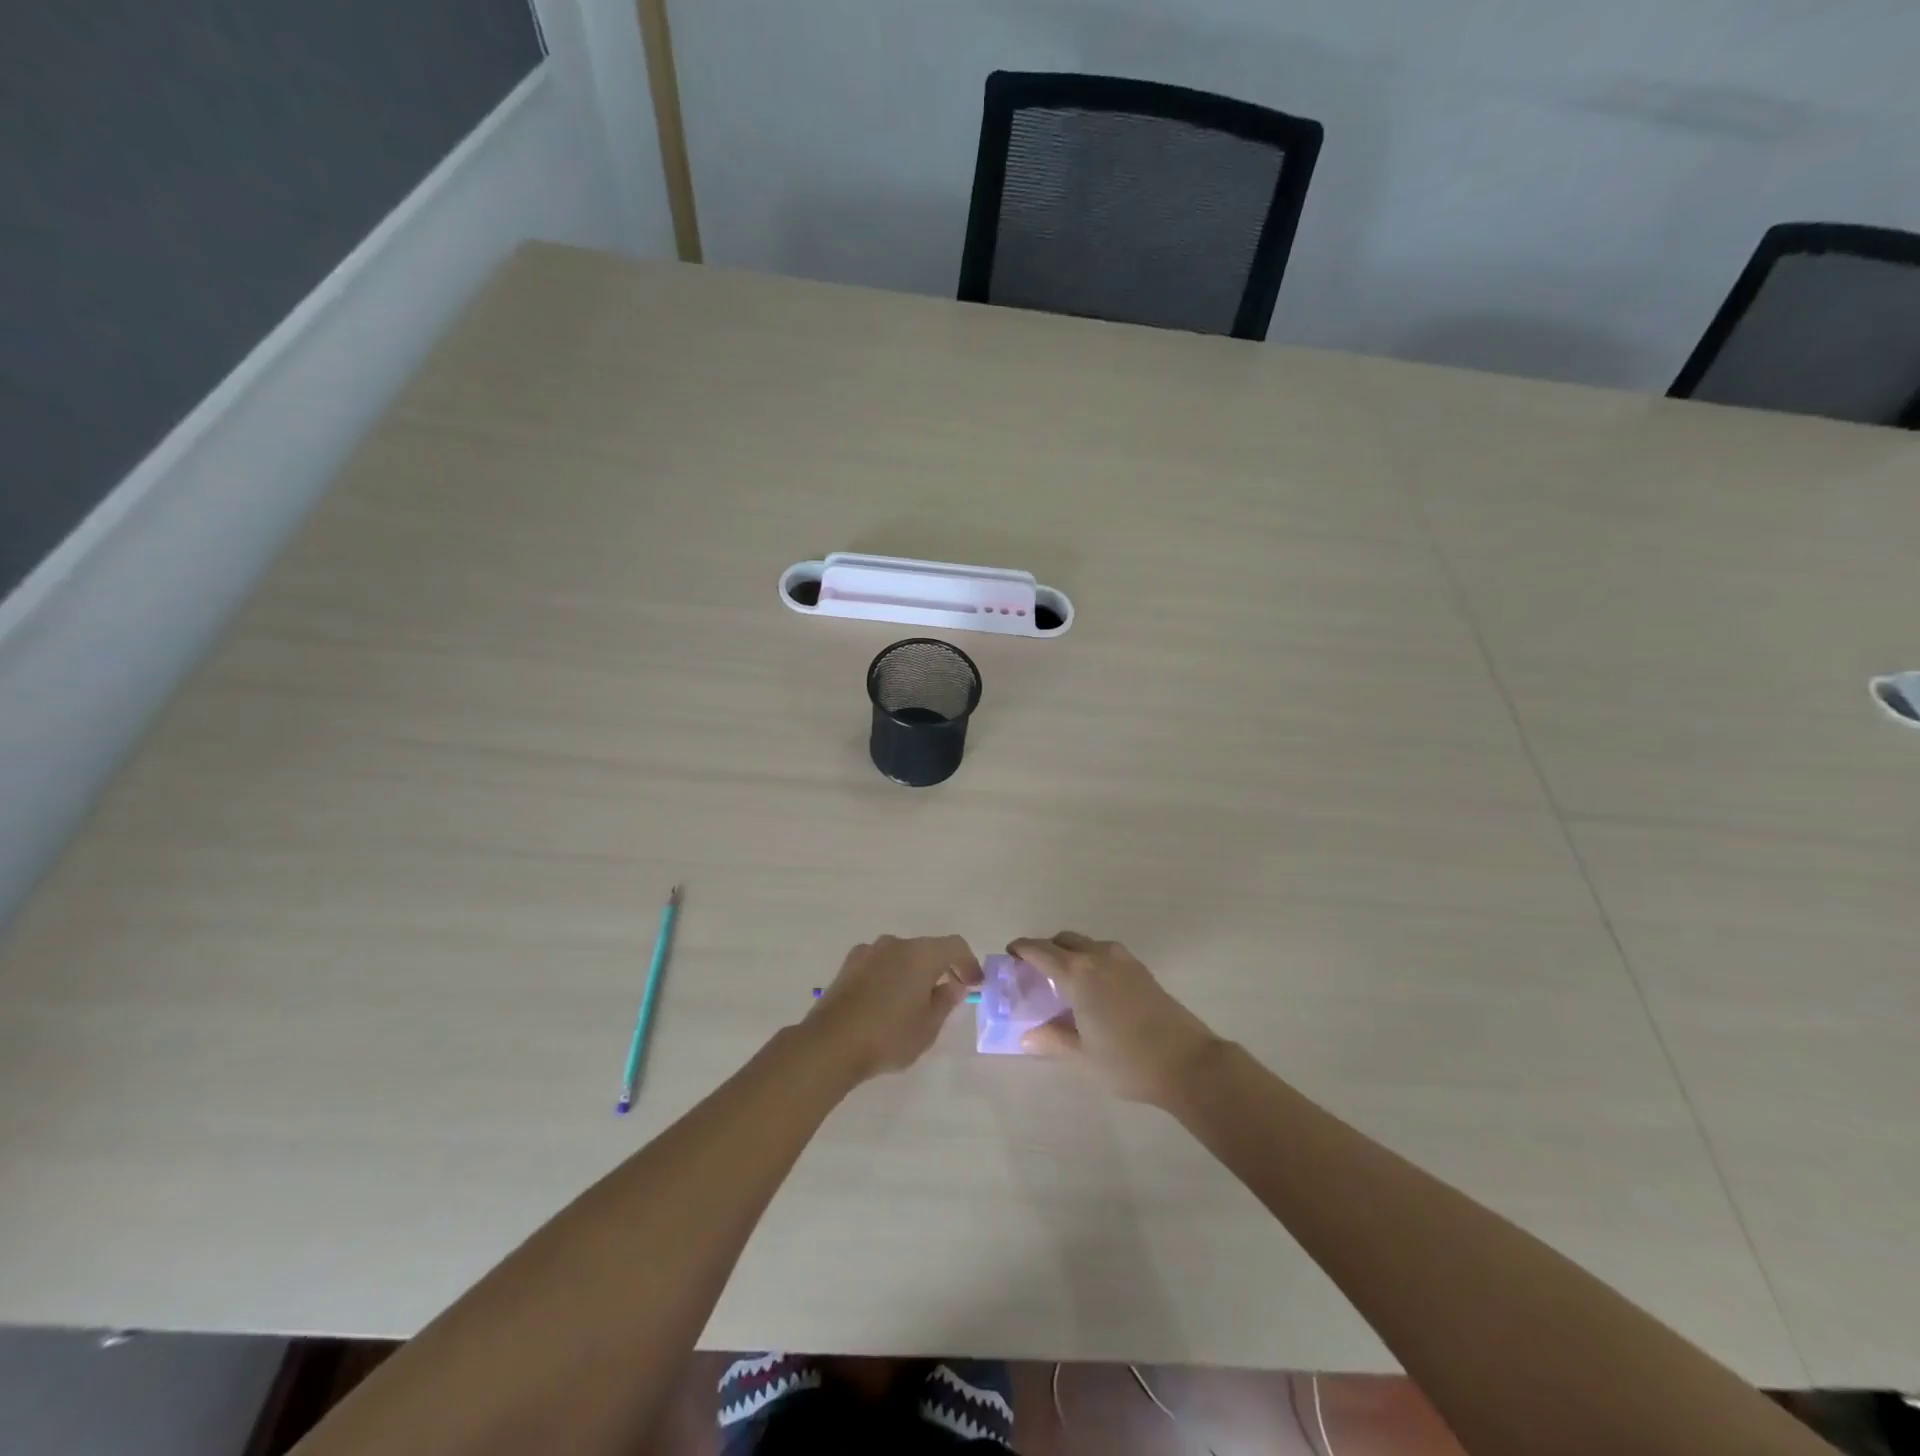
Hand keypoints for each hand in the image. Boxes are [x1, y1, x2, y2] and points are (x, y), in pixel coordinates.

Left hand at [804, 935, 982, 1081]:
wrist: (829, 1044)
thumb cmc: (888, 1036)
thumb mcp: (928, 1027)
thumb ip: (945, 1002)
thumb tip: (952, 985)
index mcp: (920, 954)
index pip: (954, 946)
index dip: (968, 963)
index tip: (974, 984)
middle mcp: (894, 944)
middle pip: (926, 948)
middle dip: (940, 967)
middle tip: (948, 993)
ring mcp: (867, 952)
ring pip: (901, 956)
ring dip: (913, 972)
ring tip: (915, 1001)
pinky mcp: (847, 966)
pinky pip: (880, 964)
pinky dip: (891, 976)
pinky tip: (887, 1002)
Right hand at [1007, 932, 1223, 1105]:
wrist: (1188, 1063)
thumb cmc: (1127, 1061)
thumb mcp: (1082, 1057)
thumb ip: (1052, 1041)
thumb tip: (1027, 1036)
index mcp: (1078, 973)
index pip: (1041, 951)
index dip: (1022, 949)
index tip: (1010, 955)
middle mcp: (1099, 957)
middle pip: (1065, 940)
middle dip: (1046, 949)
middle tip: (1035, 972)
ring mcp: (1124, 961)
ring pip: (1088, 944)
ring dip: (1071, 953)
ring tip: (1065, 981)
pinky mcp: (1142, 971)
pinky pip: (1107, 954)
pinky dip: (1092, 960)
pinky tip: (1094, 989)